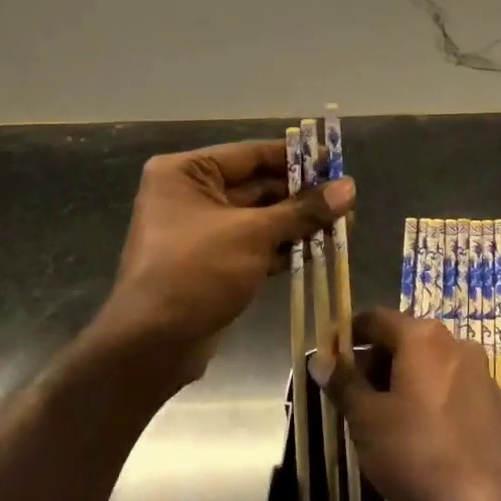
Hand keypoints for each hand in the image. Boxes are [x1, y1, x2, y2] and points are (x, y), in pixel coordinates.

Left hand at [107, 140, 352, 383]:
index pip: (251, 154)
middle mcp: (190, 195)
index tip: (335, 160)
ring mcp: (201, 231)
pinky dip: (283, 247)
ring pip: (260, 218)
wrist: (151, 346)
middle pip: (258, 185)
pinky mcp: (213, 263)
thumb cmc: (196, 272)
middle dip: (302, 195)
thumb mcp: (253, 235)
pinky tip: (320, 249)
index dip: (296, 157)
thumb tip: (349, 188)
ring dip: (298, 223)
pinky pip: (254, 245)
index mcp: (186, 173)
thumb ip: (303, 210)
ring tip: (344, 224)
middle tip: (346, 199)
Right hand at [315, 307, 500, 500]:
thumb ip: (343, 384)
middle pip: (404, 339)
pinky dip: (426, 395)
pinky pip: (448, 385)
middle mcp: (454, 342)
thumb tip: (319, 359)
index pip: (376, 319)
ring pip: (427, 363)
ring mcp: (478, 371)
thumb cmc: (417, 453)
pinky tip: (414, 431)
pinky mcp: (490, 401)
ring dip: (400, 380)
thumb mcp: (367, 419)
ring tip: (379, 417)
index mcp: (422, 337)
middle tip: (351, 395)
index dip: (350, 334)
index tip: (330, 357)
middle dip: (375, 361)